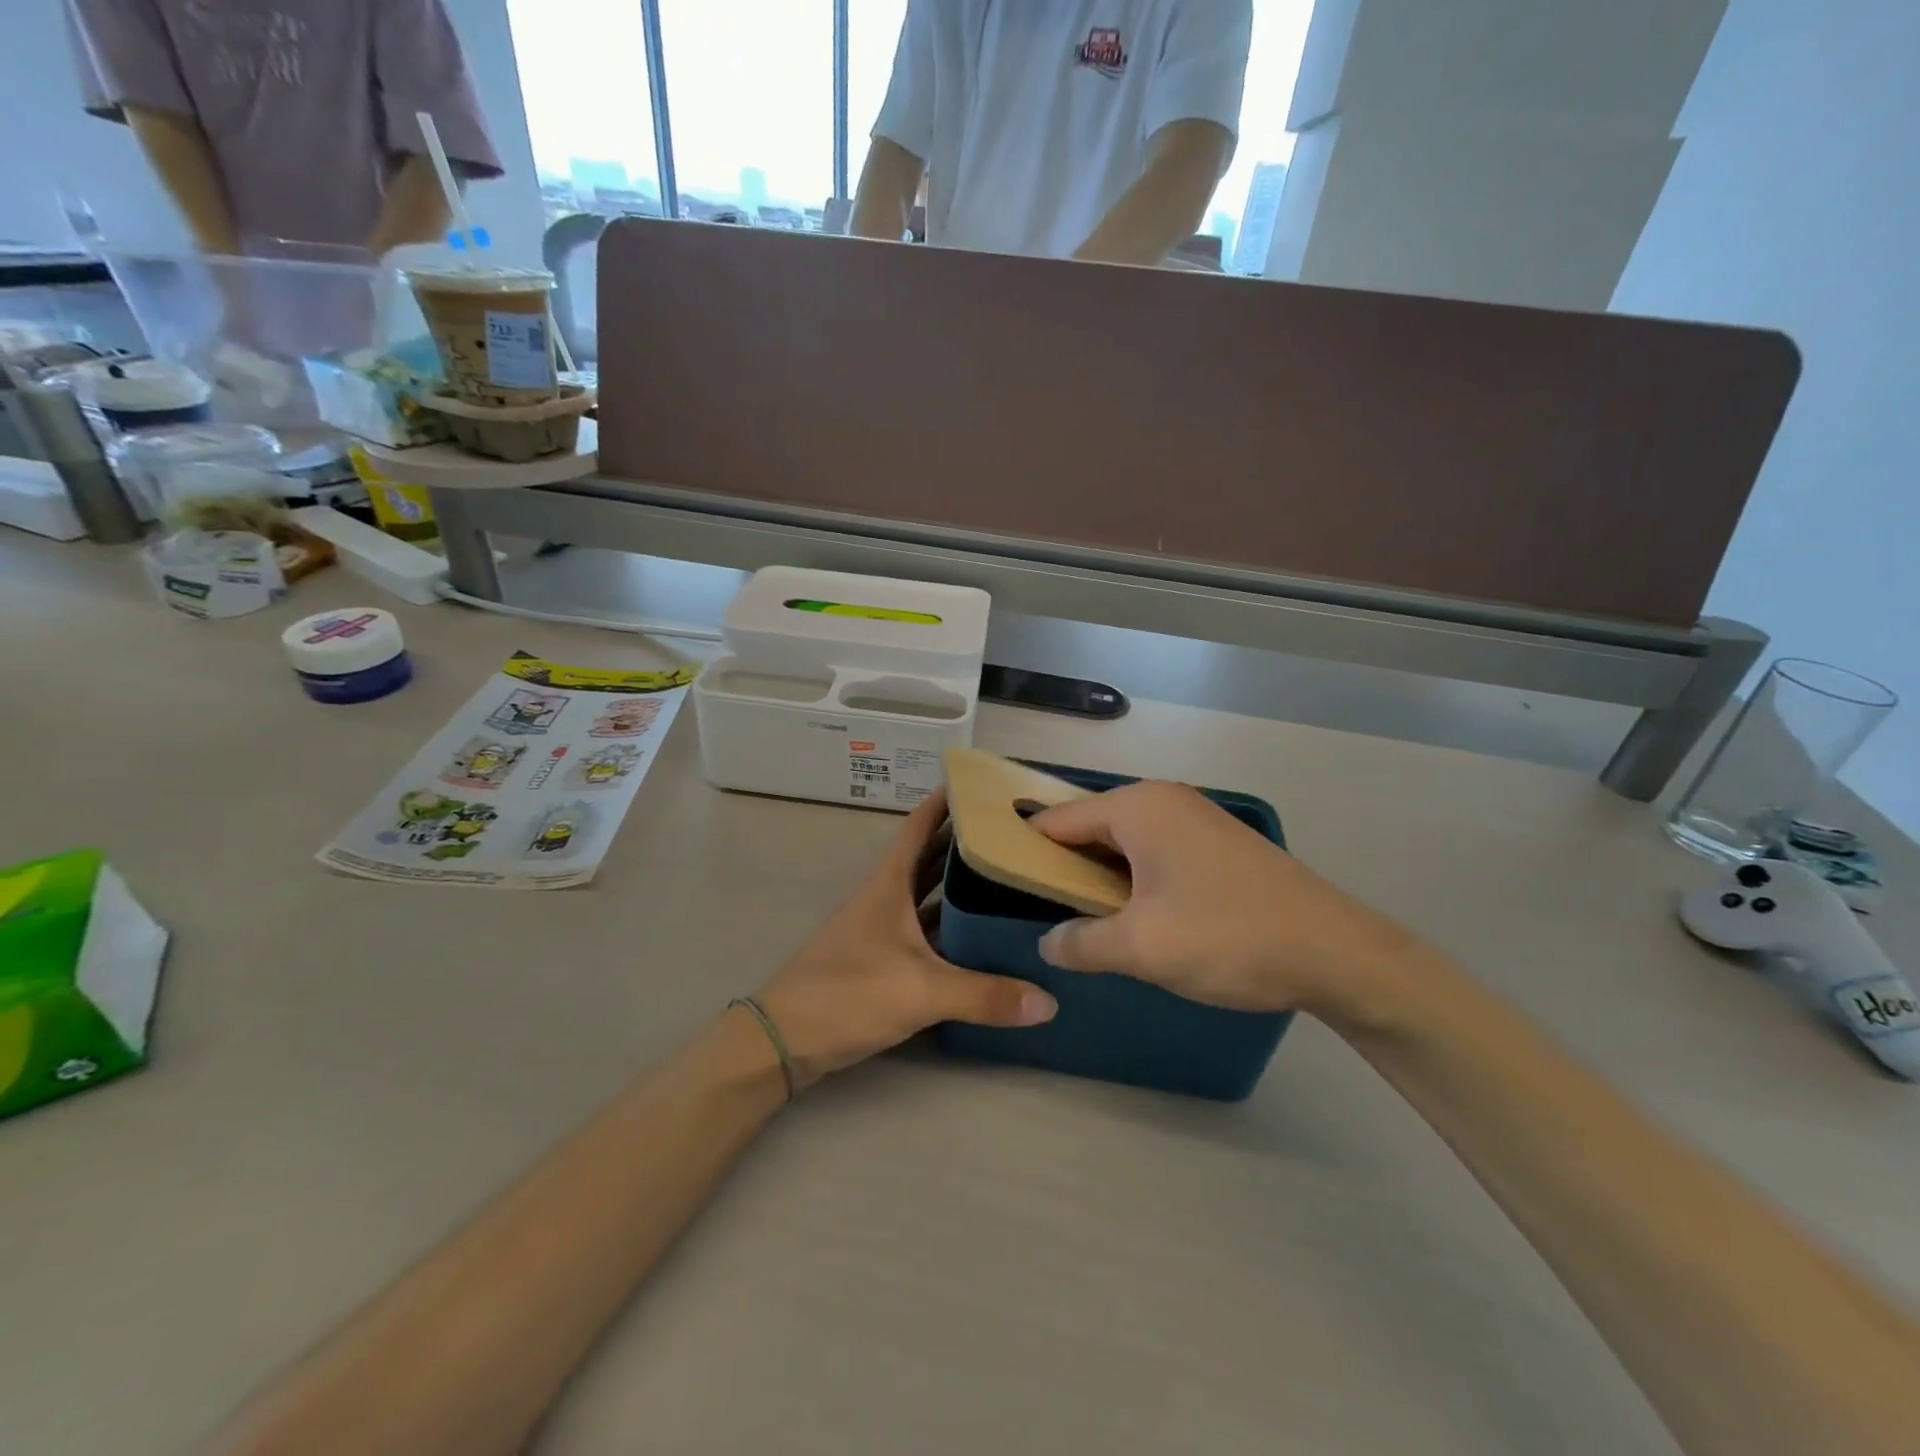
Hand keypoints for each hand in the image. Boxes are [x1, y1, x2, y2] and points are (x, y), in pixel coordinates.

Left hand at [754, 791, 1056, 1089]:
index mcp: (890, 884)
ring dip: (961, 887)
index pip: (919, 827)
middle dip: (966, 843)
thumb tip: (1049, 1002)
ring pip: (929, 897)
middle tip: (1014, 835)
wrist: (784, 1040)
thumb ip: (984, 996)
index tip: (981, 785)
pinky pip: (927, 932)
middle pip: (930, 858)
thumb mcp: (921, 992)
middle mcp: (887, 897)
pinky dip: (952, 928)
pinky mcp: (882, 960)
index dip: (945, 802)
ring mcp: (883, 929)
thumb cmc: (848, 994)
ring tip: (1008, 879)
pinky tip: (982, 937)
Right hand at [1032, 782, 1433, 1018]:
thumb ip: (1081, 943)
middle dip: (1063, 868)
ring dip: (1100, 879)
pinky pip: (1155, 853)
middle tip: (1038, 910)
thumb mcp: (1142, 947)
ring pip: (1124, 844)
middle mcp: (1164, 800)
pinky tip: (1132, 916)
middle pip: (1091, 828)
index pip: (1058, 821)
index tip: (999, 881)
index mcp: (1138, 807)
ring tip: (1080, 920)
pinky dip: (1133, 879)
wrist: (1337, 952)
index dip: (1024, 850)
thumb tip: (1047, 944)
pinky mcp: (1218, 845)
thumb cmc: (1228, 937)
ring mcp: (1195, 819)